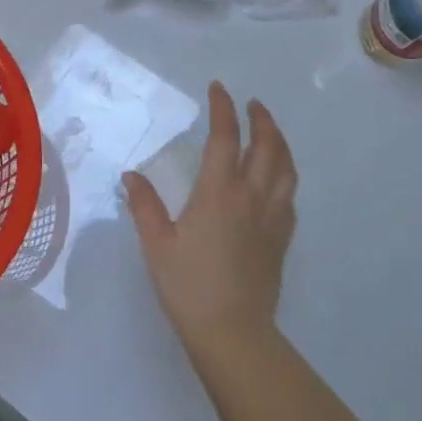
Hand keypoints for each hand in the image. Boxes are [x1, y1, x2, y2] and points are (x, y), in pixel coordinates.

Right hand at [123, 82, 297, 361]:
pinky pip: (290, 196)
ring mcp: (272, 217)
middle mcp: (252, 196)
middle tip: (253, 104)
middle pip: (266, 146)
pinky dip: (286, 175)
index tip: (218, 89)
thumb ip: (144, 206)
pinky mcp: (282, 238)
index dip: (223, 108)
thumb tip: (131, 175)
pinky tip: (278, 179)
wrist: (232, 331)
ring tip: (271, 132)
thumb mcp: (157, 244)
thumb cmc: (188, 286)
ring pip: (286, 168)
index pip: (225, 137)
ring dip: (280, 142)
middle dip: (261, 119)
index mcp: (219, 192)